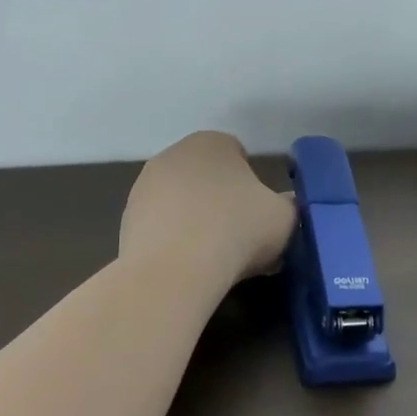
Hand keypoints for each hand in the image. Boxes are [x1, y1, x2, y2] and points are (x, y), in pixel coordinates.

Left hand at [119, 131, 296, 284]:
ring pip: (182, 201)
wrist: (173, 273)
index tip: (260, 214)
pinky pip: (162, 226)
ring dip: (196, 220)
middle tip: (240, 235)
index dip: (252, 184)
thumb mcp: (285, 218)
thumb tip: (287, 207)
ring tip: (214, 257)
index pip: (238, 154)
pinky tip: (187, 267)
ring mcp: (144, 187)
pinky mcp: (126, 220)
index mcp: (213, 142)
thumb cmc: (237, 231)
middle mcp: (174, 154)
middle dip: (222, 199)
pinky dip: (174, 241)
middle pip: (207, 176)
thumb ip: (290, 205)